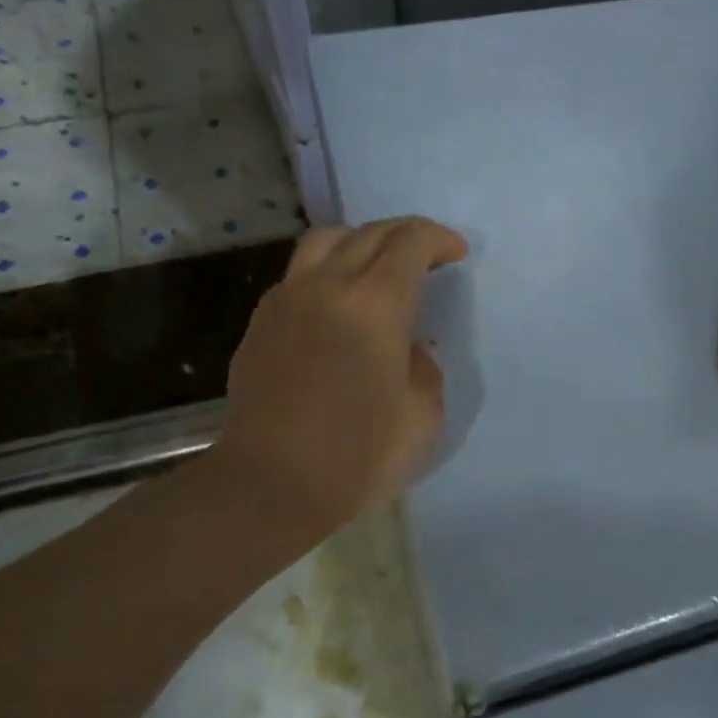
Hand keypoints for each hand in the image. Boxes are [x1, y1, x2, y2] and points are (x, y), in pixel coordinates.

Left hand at [216, 216, 467, 535]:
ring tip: (377, 267)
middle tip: (427, 256)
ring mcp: (287, 300)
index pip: (411, 242)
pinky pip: (299, 273)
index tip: (456, 253)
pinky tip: (338, 303)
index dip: (439, 239)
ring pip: (325, 241)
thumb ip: (424, 367)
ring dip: (361, 241)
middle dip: (406, 235)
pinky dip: (328, 270)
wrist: (271, 484)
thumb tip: (406, 347)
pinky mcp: (261, 322)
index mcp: (375, 305)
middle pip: (369, 232)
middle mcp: (327, 286)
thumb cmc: (358, 455)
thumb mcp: (423, 415)